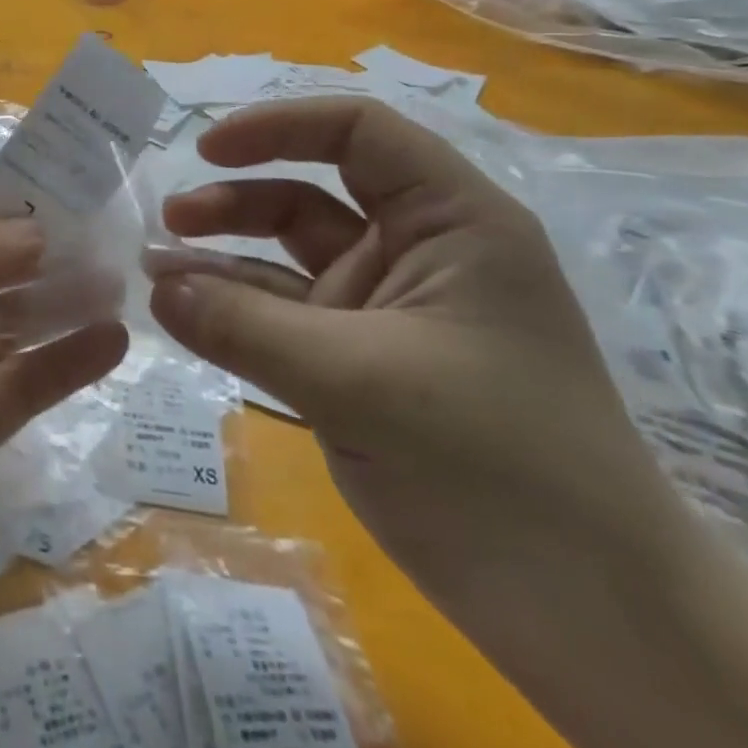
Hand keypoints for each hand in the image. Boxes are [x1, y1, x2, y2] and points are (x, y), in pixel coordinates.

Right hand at [148, 98, 708, 661]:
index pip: (359, 133)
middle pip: (310, 195)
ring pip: (290, 260)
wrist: (593, 621)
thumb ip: (244, 327)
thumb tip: (155, 287)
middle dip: (236, 202)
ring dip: (224, 260)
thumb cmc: (497, 471)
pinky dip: (236, 313)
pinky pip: (285, 320)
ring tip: (157, 273)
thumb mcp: (356, 383)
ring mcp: (387, 312)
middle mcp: (418, 253)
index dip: (278, 127)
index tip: (205, 150)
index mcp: (452, 223)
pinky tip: (185, 317)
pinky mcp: (362, 364)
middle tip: (168, 224)